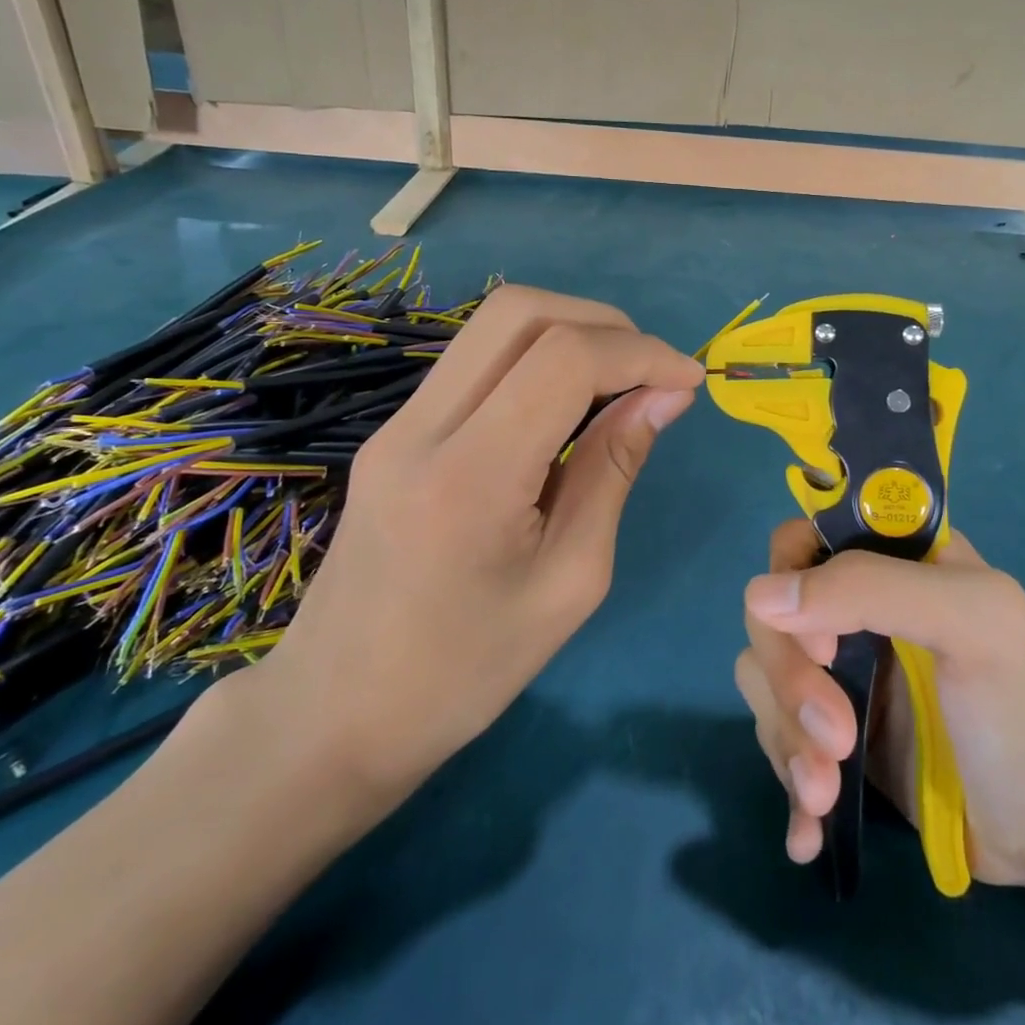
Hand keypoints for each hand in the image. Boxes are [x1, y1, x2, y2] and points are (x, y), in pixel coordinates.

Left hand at [245, 284, 702, 819]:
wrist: (335, 713)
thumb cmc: (467, 670)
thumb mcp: (571, 580)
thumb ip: (615, 470)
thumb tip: (665, 395)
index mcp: (469, 476)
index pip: (564, 359)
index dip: (641, 354)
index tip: (689, 382)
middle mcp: (422, 426)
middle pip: (520, 311)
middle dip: (605, 323)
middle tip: (653, 372)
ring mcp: (399, 422)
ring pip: (494, 324)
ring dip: (571, 332)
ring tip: (620, 382)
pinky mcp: (396, 430)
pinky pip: (477, 360)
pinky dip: (537, 357)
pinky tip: (568, 405)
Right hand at [735, 521, 1024, 892]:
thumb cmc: (1024, 708)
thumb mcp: (971, 623)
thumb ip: (873, 589)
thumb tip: (761, 595)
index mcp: (891, 561)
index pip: (803, 542)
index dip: (795, 586)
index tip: (827, 647)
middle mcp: (856, 608)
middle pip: (773, 617)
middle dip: (791, 683)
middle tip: (836, 739)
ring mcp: (842, 674)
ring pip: (764, 679)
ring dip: (786, 739)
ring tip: (826, 793)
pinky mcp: (834, 736)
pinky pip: (777, 739)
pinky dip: (784, 782)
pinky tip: (807, 832)